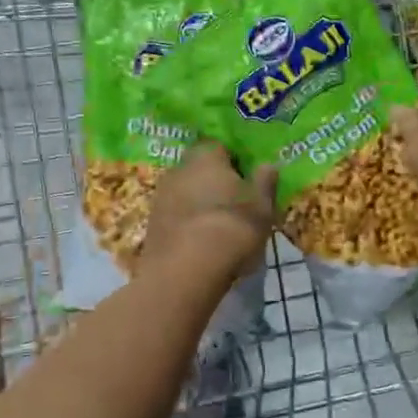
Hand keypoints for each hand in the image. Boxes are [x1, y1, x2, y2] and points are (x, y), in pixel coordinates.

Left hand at [139, 141, 277, 280]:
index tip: (245, 179)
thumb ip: (265, 183)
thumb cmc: (233, 228)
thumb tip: (267, 165)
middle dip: (212, 182)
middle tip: (232, 203)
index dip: (233, 162)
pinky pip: (174, 215)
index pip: (220, 147)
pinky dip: (185, 222)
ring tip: (216, 226)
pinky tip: (197, 241)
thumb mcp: (262, 207)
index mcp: (207, 157)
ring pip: (184, 192)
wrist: (187, 270)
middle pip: (198, 169)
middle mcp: (179, 168)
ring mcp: (161, 195)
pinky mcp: (151, 222)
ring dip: (197, 202)